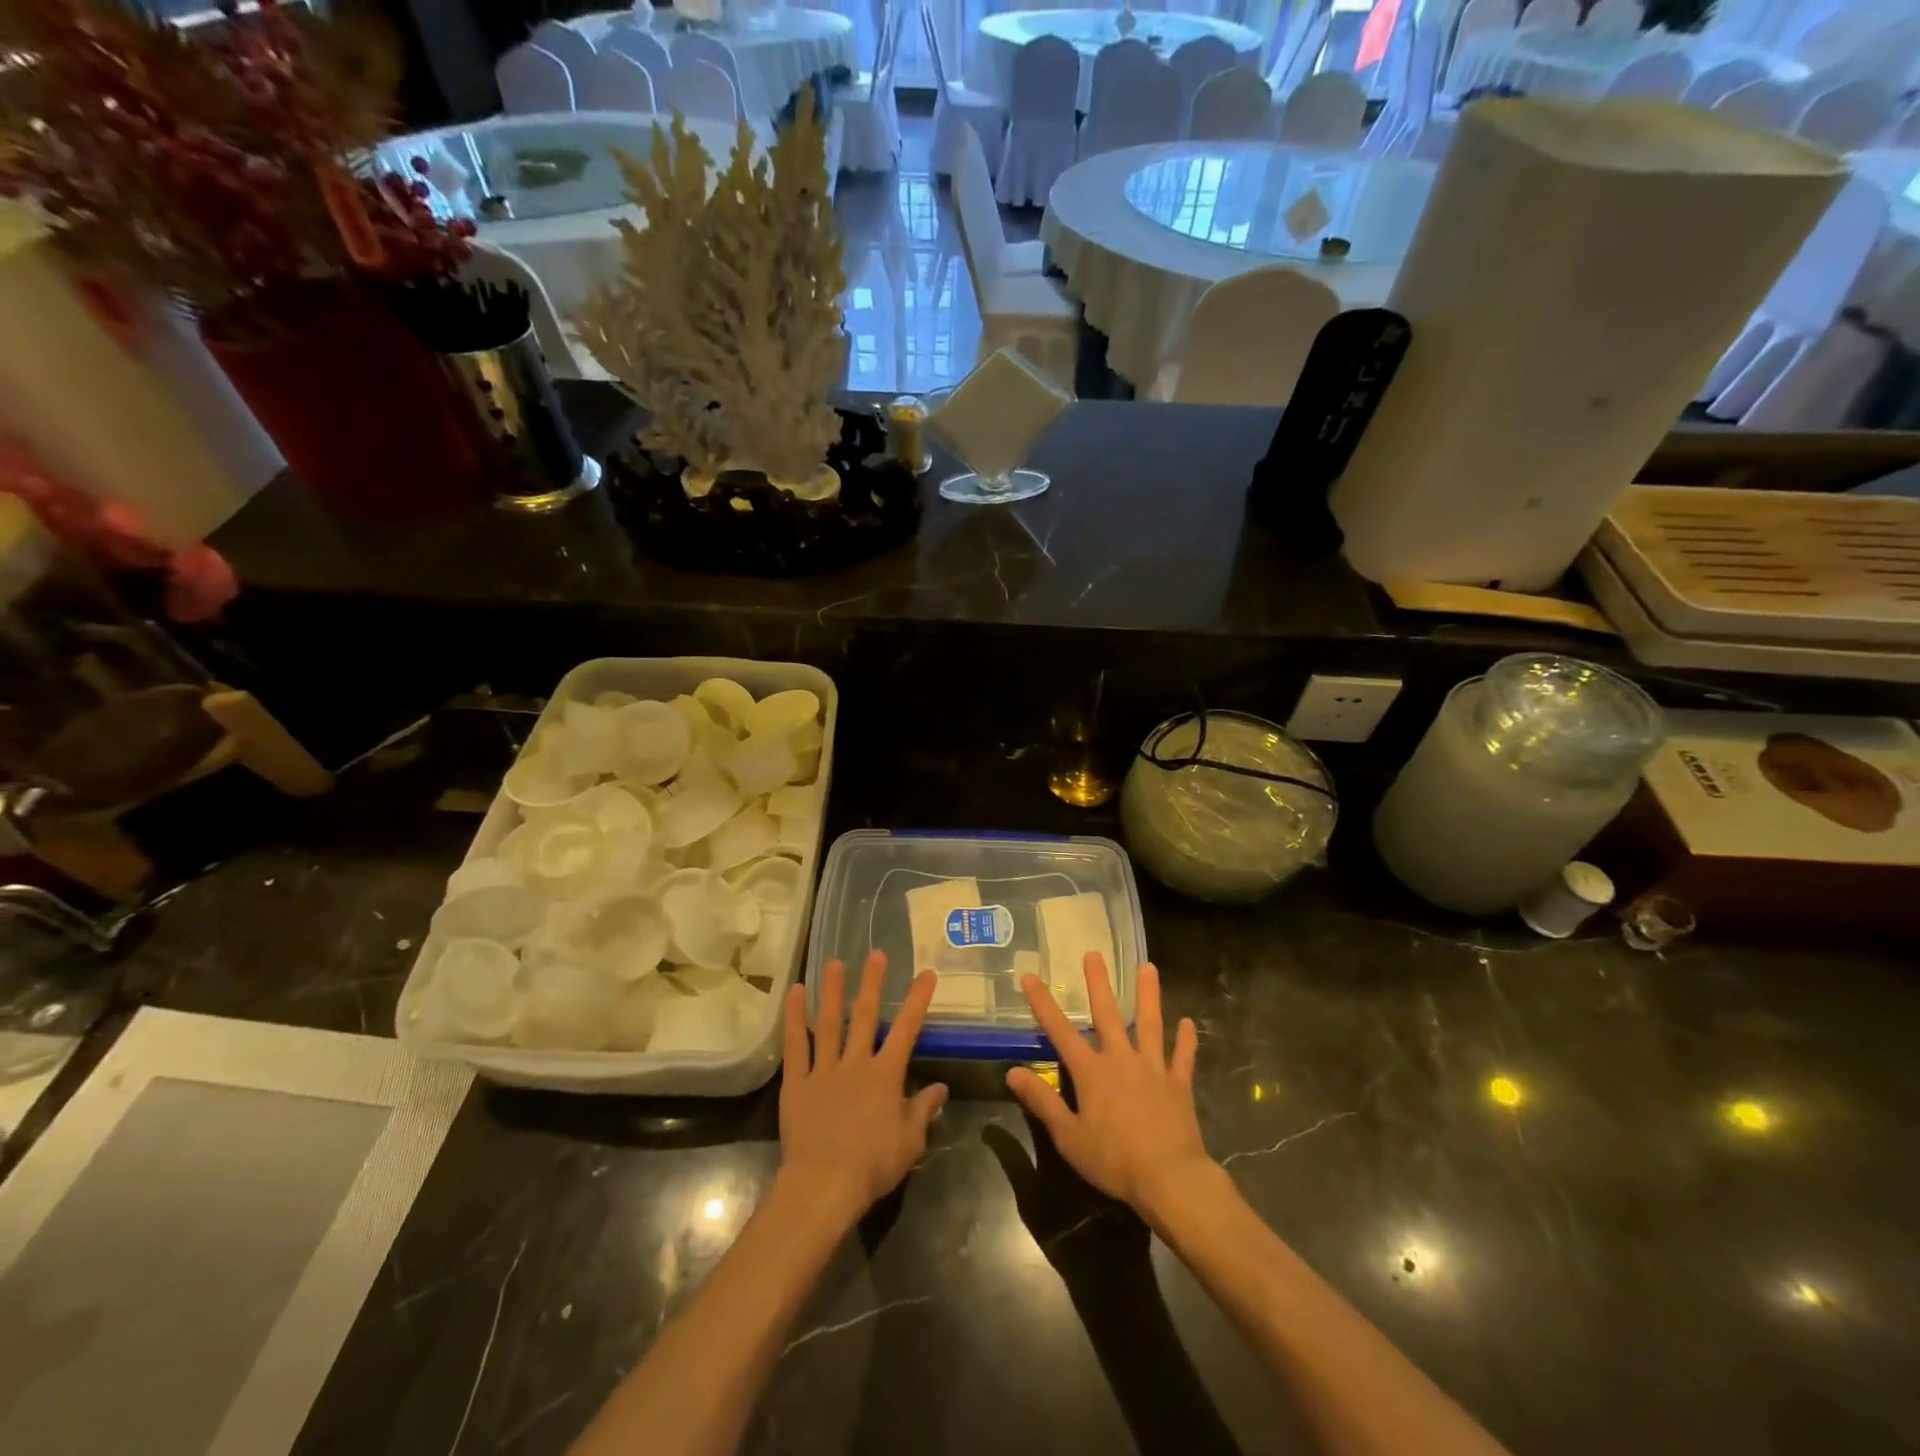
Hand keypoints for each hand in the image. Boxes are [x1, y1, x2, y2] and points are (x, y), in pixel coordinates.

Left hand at [778, 951, 947, 1225]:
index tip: (927, 973)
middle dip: (873, 983)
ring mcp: (824, 1070)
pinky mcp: (797, 1083)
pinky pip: (796, 1045)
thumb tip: (939, 1088)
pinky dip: (794, 1018)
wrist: (824, 1185)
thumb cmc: (873, 1166)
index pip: (907, 1029)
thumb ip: (923, 1110)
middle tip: (876, 953)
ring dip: (833, 990)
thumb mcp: (910, 1142)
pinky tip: (795, 994)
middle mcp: (855, 1063)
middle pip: (865, 1016)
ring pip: (829, 1022)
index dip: (918, 1000)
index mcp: (885, 1075)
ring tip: (835, 962)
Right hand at [1005, 956, 1214, 1224]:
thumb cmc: (1114, 1160)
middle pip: (1108, 1014)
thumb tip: (1012, 1071)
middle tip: (1094, 954)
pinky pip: (1182, 1057)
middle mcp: (1121, 1059)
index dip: (1043, 1003)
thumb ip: (1042, 1101)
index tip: (1030, 976)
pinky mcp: (1178, 1084)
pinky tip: (1188, 1022)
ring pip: (1149, 1024)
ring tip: (1148, 967)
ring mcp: (1153, 1068)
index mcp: (1091, 1072)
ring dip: (1148, 995)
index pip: (1060, 1031)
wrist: (1170, 1178)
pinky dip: (1186, 1040)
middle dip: (1098, 983)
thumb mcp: (1068, 1136)